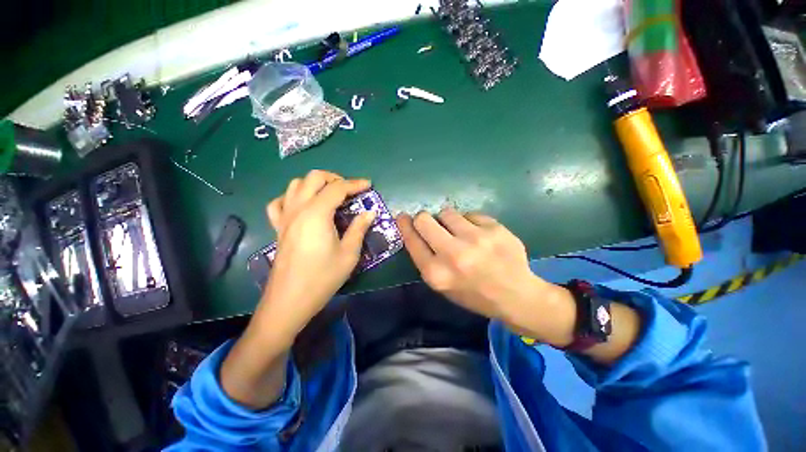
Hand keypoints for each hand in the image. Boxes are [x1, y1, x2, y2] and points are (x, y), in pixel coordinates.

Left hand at [222, 170, 373, 408]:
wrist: (289, 300)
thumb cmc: (323, 278)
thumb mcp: (349, 253)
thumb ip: (359, 228)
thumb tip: (370, 212)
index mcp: (317, 214)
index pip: (337, 188)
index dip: (355, 184)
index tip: (368, 185)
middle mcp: (298, 209)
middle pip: (313, 178)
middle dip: (334, 178)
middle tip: (350, 190)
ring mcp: (285, 217)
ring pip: (295, 185)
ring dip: (315, 184)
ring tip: (330, 195)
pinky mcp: (278, 227)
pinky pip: (280, 202)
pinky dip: (293, 196)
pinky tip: (303, 206)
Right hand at [397, 208, 575, 344]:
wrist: (516, 296)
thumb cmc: (474, 294)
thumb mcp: (443, 285)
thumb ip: (426, 259)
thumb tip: (415, 231)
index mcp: (436, 273)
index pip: (411, 240)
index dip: (404, 225)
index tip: (401, 217)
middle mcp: (452, 253)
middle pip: (424, 219)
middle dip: (423, 219)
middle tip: (432, 223)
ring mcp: (475, 239)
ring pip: (447, 212)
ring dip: (449, 220)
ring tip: (461, 232)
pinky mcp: (494, 228)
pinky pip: (470, 214)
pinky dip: (471, 222)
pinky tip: (481, 235)